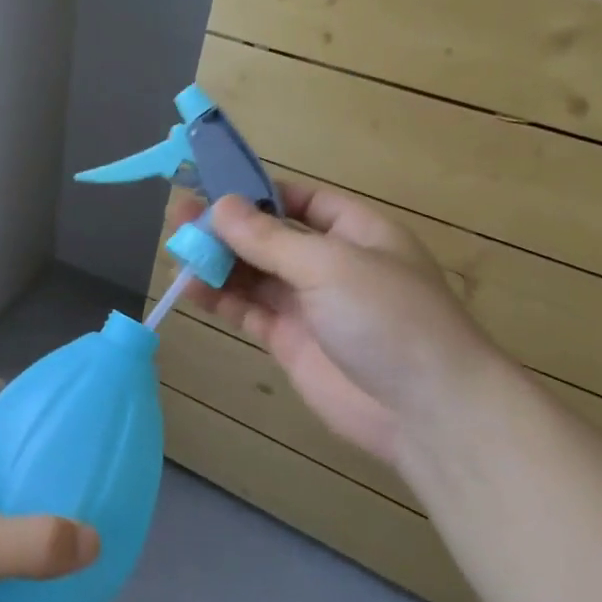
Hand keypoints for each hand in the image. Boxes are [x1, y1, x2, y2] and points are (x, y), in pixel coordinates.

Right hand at [171, 182, 508, 466]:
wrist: (426, 413)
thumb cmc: (388, 318)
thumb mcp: (329, 265)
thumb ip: (269, 238)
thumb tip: (220, 206)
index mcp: (356, 232)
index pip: (301, 200)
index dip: (257, 193)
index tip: (210, 187)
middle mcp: (331, 263)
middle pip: (269, 237)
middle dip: (226, 228)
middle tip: (178, 218)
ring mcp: (310, 304)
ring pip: (253, 273)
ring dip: (217, 262)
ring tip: (175, 250)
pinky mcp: (290, 340)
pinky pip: (248, 309)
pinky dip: (219, 298)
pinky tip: (188, 287)